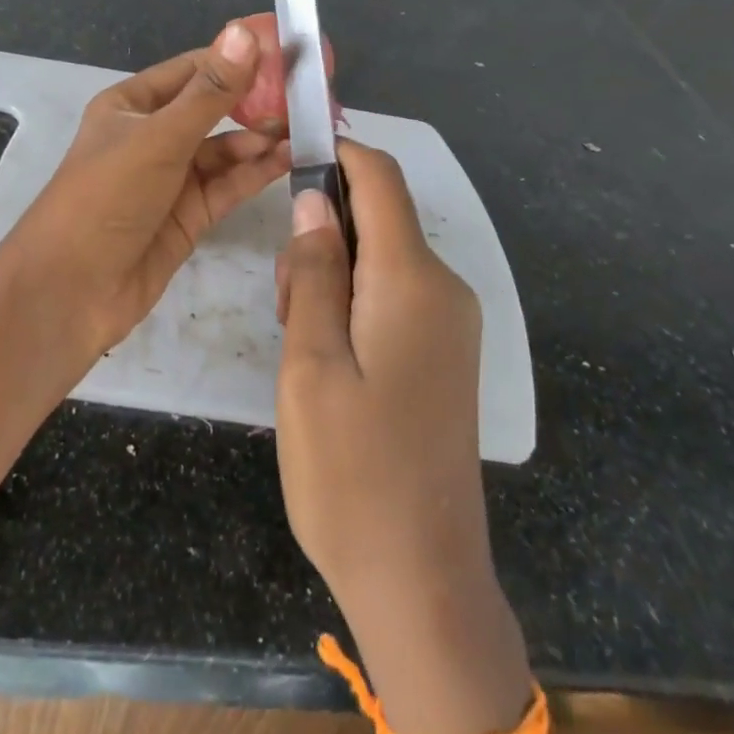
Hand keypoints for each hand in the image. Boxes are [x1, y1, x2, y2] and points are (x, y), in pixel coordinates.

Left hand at [3, 21, 290, 354]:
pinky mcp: (188, 215)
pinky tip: (290, 159)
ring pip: (225, 149)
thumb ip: (208, 93)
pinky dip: (257, 171)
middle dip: (256, 101)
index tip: (287, 50)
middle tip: (308, 93)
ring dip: (261, 138)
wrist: (71, 290)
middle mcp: (153, 136)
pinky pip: (228, 184)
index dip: (237, 58)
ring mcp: (171, 177)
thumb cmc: (106, 197)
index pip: (193, 69)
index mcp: (132, 105)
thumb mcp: (159, 138)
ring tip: (305, 128)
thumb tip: (244, 33)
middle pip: (213, 109)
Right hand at [275, 141, 534, 733]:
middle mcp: (442, 290)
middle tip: (285, 302)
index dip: (337, 152)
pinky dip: (352, 298)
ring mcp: (448, 323)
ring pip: (379, 256)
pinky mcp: (442, 352)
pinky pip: (392, 292)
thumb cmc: (351, 472)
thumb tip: (314, 198)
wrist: (422, 582)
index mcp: (412, 282)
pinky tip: (327, 356)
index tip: (288, 154)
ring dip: (331, 272)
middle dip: (321, 232)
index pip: (380, 179)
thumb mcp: (311, 364)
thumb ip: (314, 273)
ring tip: (301, 341)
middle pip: (376, 217)